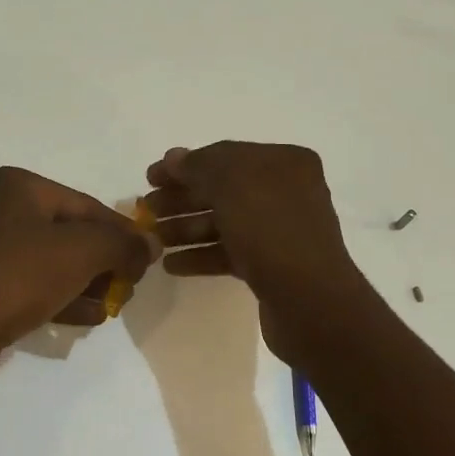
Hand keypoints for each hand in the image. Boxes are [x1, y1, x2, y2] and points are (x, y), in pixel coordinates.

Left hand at [0, 167, 158, 352]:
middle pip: (70, 234)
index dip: (122, 234)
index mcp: (19, 186)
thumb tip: (151, 245)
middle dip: (103, 263)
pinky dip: (58, 296)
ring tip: (108, 308)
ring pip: (51, 262)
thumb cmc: (17, 274)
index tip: (146, 260)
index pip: (87, 206)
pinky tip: (83, 318)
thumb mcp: (80, 253)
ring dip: (84, 284)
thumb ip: (122, 245)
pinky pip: (29, 283)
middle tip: (125, 289)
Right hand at [141, 142, 370, 359]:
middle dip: (181, 199)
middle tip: (145, 210)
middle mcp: (286, 192)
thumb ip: (198, 166)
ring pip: (224, 223)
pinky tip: (172, 265)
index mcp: (284, 163)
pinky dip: (201, 255)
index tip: (149, 178)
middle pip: (222, 190)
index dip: (184, 165)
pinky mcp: (273, 266)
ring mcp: (280, 231)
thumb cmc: (270, 229)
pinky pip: (230, 252)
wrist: (309, 300)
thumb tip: (174, 157)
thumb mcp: (231, 183)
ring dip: (186, 228)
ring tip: (154, 240)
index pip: (225, 155)